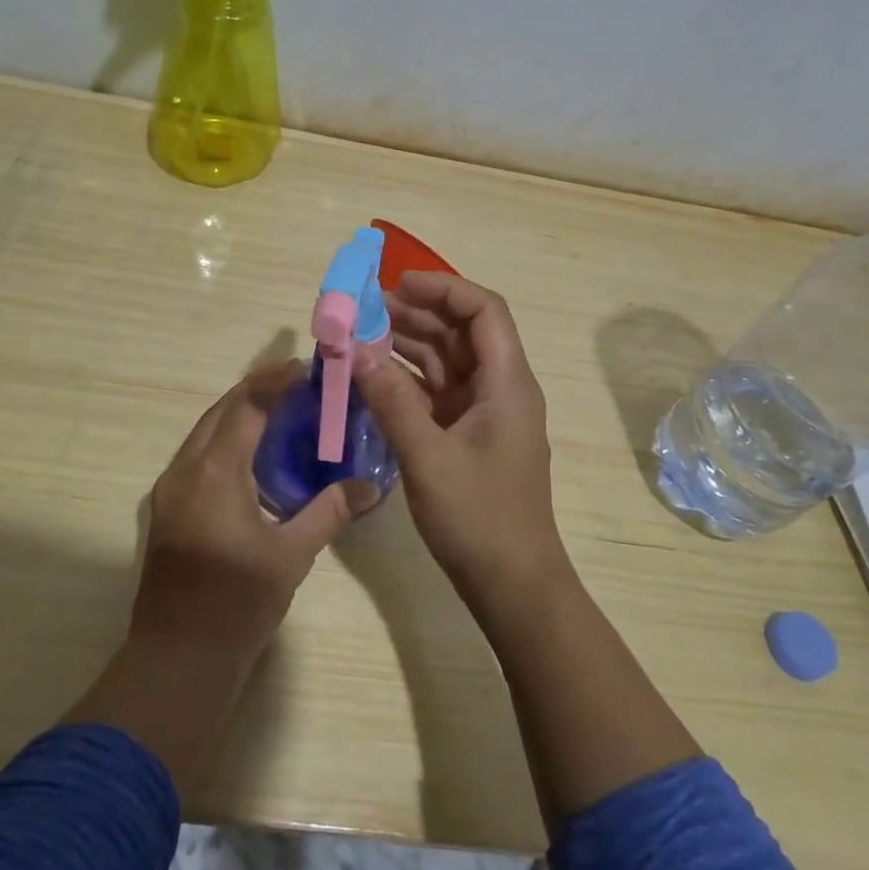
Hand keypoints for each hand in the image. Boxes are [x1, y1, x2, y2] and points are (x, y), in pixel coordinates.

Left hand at [130, 361, 376, 663]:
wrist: (177, 661)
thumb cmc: (237, 605)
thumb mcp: (292, 556)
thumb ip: (330, 511)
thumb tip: (371, 486)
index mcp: (214, 473)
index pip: (246, 406)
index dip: (275, 382)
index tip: (306, 367)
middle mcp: (185, 470)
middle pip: (221, 411)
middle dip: (257, 389)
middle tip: (297, 382)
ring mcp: (170, 489)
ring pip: (205, 431)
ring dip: (239, 413)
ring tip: (280, 408)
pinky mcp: (168, 508)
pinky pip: (197, 455)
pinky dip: (226, 440)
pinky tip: (253, 452)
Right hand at [353, 273, 569, 608]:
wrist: (512, 585)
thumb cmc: (479, 518)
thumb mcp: (428, 457)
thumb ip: (392, 400)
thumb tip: (355, 351)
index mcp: (507, 383)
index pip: (484, 311)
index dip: (444, 288)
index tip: (396, 284)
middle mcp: (500, 388)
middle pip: (462, 332)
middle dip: (416, 314)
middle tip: (364, 310)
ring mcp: (484, 413)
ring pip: (446, 361)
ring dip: (407, 344)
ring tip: (359, 336)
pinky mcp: (468, 435)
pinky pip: (437, 392)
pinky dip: (407, 380)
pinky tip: (372, 376)